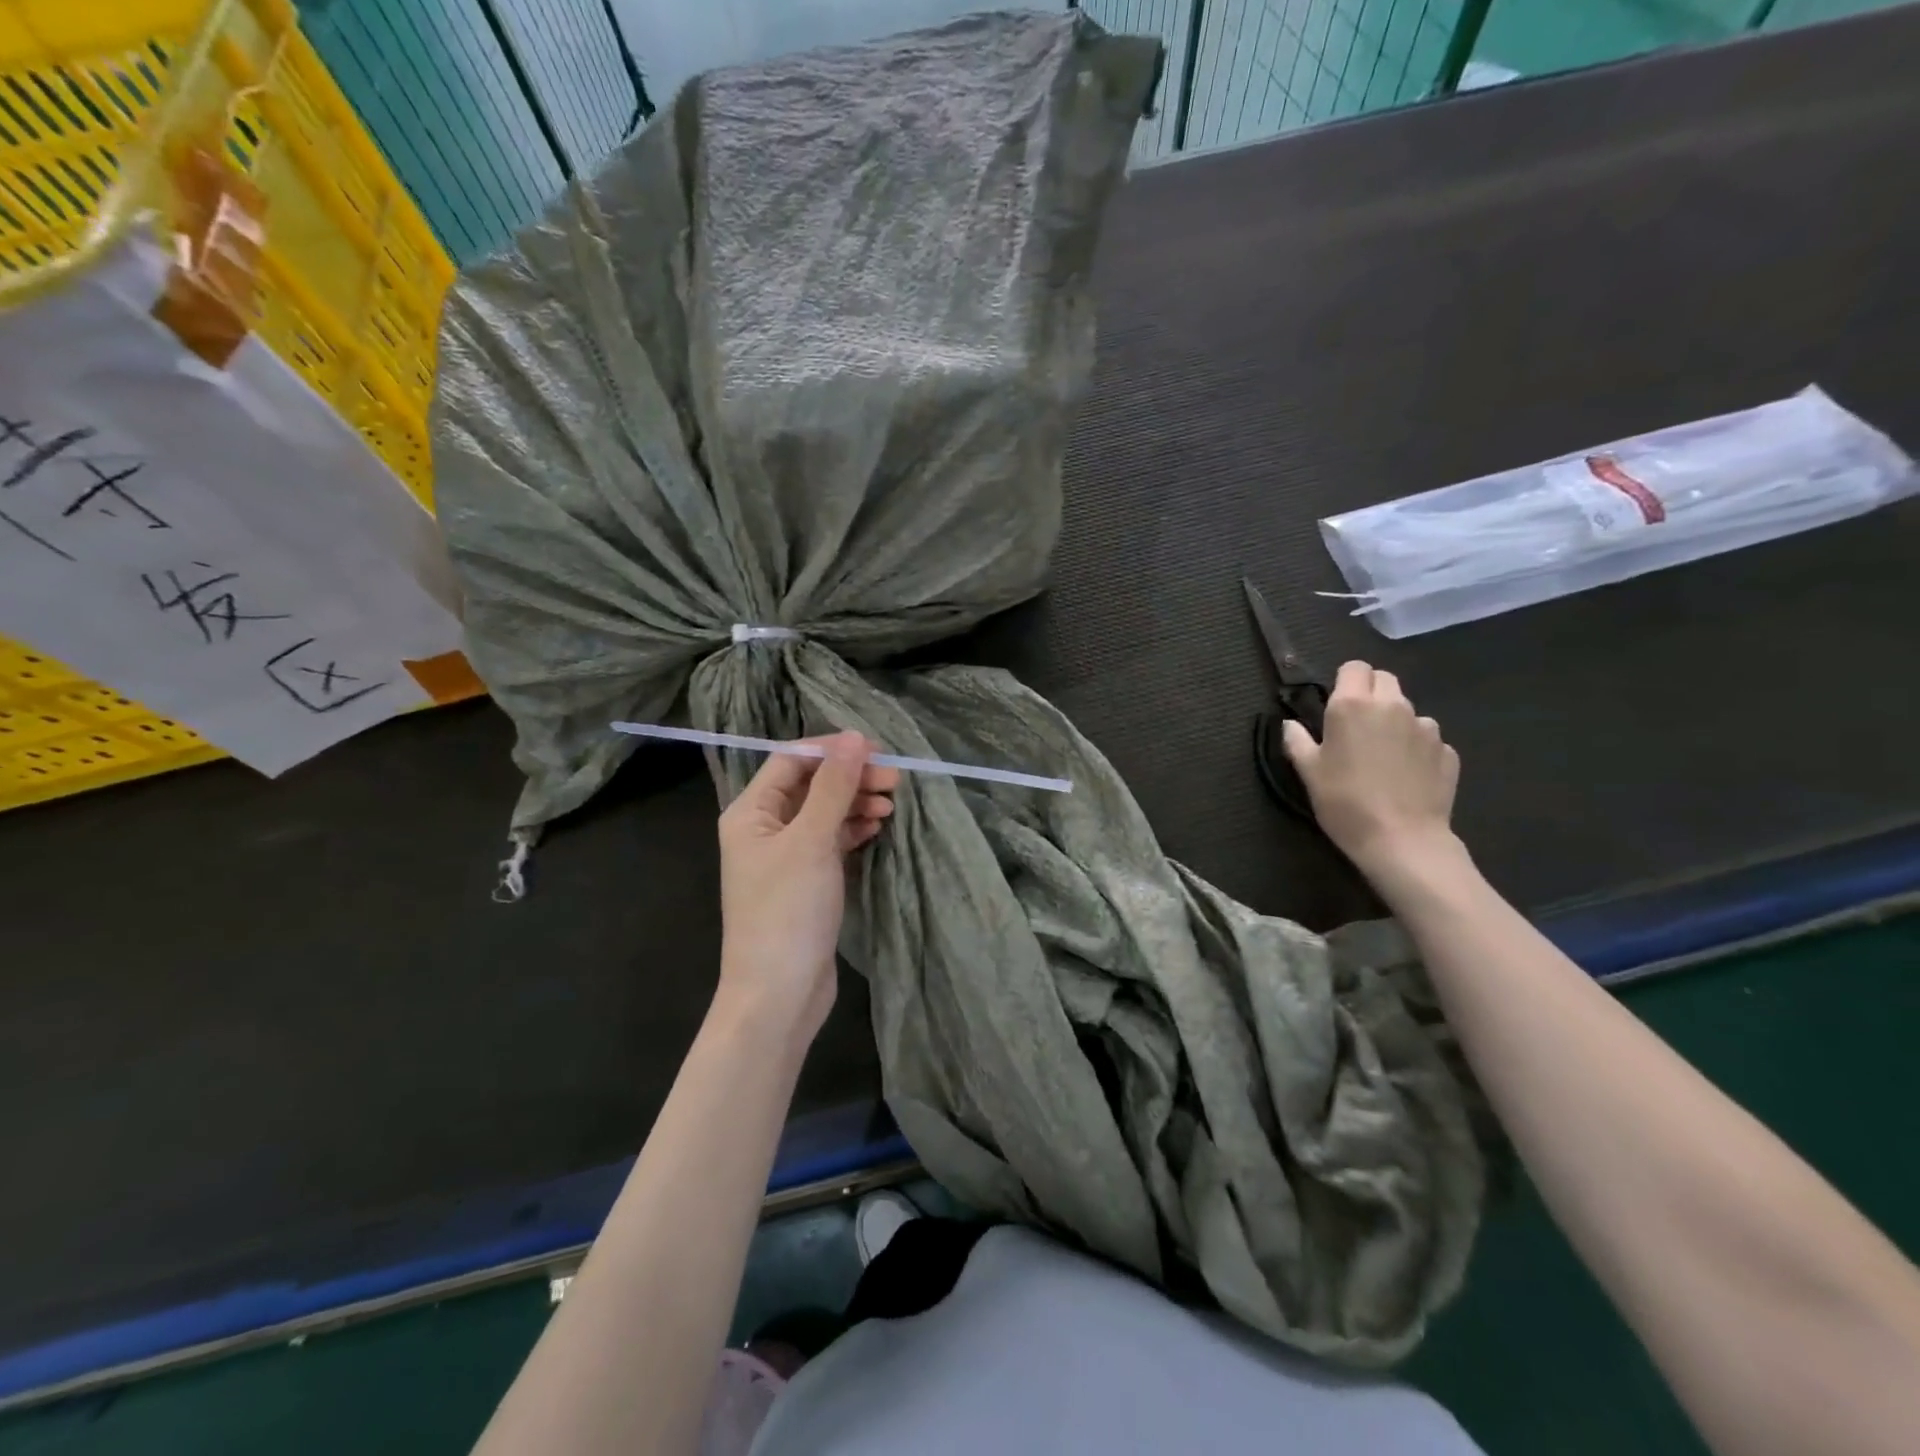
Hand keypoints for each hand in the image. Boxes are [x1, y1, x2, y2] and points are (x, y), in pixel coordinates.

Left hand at [715, 733, 898, 1045]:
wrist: (778, 994)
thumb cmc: (787, 911)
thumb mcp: (812, 841)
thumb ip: (834, 787)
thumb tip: (855, 738)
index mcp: (750, 812)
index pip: (792, 761)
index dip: (833, 751)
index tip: (877, 751)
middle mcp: (763, 829)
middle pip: (810, 786)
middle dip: (851, 778)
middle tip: (894, 781)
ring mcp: (785, 857)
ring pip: (824, 813)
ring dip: (856, 803)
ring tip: (891, 805)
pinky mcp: (805, 881)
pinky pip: (831, 841)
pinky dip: (853, 830)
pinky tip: (877, 828)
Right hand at [1282, 660, 1461, 877]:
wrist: (1402, 840)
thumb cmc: (1344, 802)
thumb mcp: (1308, 772)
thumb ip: (1297, 741)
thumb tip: (1290, 724)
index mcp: (1352, 705)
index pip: (1354, 667)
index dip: (1344, 681)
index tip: (1334, 704)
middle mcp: (1392, 706)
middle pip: (1385, 679)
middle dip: (1370, 692)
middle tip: (1356, 724)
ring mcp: (1426, 727)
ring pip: (1408, 709)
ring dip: (1394, 721)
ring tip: (1382, 755)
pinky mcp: (1447, 751)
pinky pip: (1427, 738)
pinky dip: (1415, 748)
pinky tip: (1405, 775)